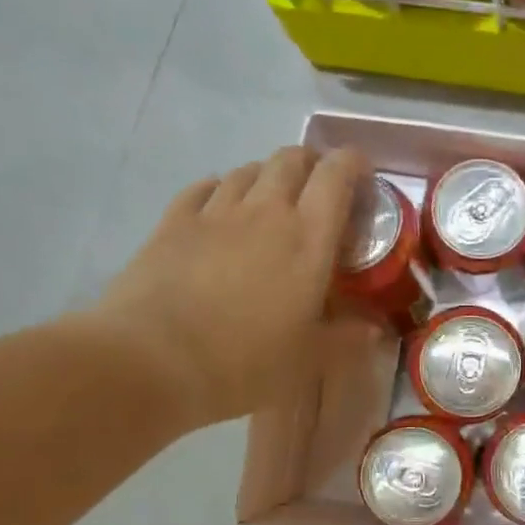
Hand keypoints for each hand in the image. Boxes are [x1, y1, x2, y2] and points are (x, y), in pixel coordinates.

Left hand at [87, 146, 371, 430]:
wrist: (150, 363)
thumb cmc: (243, 364)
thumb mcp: (307, 362)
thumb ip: (344, 338)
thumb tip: (374, 328)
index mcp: (307, 239)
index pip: (337, 176)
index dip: (354, 164)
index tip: (363, 175)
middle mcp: (265, 212)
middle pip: (291, 159)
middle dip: (311, 164)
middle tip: (319, 190)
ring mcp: (214, 213)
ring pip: (247, 170)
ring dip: (268, 177)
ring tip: (273, 202)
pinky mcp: (172, 223)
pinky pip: (203, 188)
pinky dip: (220, 190)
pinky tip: (220, 209)